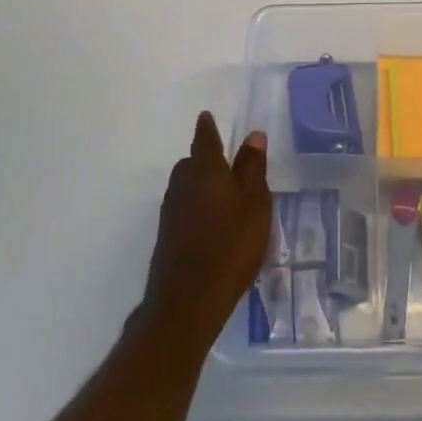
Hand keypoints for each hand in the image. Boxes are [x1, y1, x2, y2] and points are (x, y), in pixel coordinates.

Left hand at [139, 113, 271, 352]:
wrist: (186, 304)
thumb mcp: (255, 207)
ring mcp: (171, 211)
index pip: (205, 140)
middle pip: (191, 162)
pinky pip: (182, 205)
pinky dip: (194, 203)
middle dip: (204, 157)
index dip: (207, 127)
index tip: (206, 116)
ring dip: (199, 182)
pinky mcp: (167, 235)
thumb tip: (253, 135)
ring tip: (221, 192)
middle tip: (224, 161)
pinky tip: (210, 221)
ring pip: (184, 184)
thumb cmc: (230, 249)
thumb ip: (253, 170)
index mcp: (206, 171)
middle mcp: (182, 185)